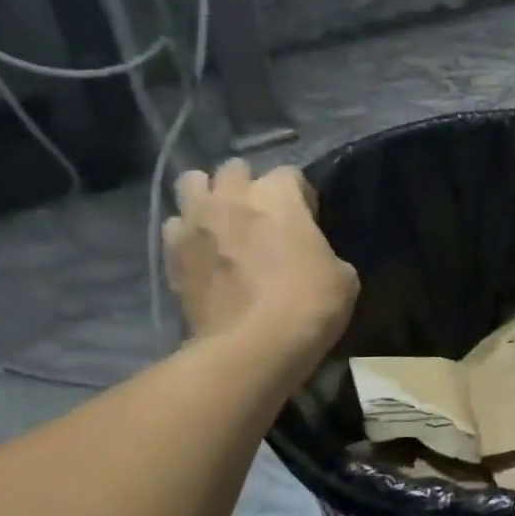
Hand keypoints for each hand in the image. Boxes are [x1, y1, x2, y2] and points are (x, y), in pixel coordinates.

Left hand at [163, 160, 358, 354]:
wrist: (253, 346)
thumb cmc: (309, 303)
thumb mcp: (342, 275)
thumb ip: (321, 250)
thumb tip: (309, 254)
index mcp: (278, 195)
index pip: (289, 174)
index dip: (300, 196)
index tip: (307, 220)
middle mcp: (232, 197)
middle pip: (233, 169)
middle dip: (246, 186)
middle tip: (260, 217)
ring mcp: (196, 223)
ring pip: (190, 184)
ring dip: (207, 197)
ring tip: (221, 224)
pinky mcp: (172, 254)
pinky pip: (174, 227)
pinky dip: (187, 234)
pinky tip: (202, 255)